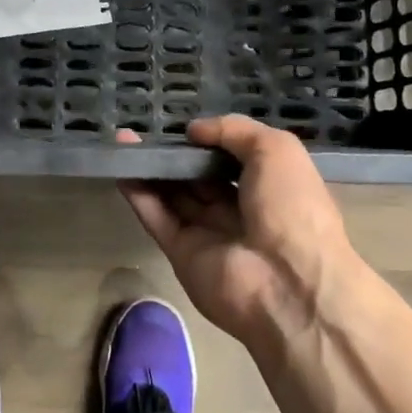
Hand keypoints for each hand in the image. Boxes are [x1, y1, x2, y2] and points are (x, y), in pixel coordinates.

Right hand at [117, 117, 356, 346]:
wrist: (289, 285)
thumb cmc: (291, 208)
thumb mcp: (277, 150)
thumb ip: (234, 130)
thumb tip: (194, 130)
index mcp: (269, 189)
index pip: (233, 161)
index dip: (210, 143)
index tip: (186, 127)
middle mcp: (239, 211)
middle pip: (199, 178)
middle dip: (176, 155)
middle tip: (146, 131)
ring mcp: (208, 234)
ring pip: (173, 195)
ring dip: (151, 168)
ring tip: (123, 140)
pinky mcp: (181, 253)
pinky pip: (157, 217)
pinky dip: (138, 193)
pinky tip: (120, 167)